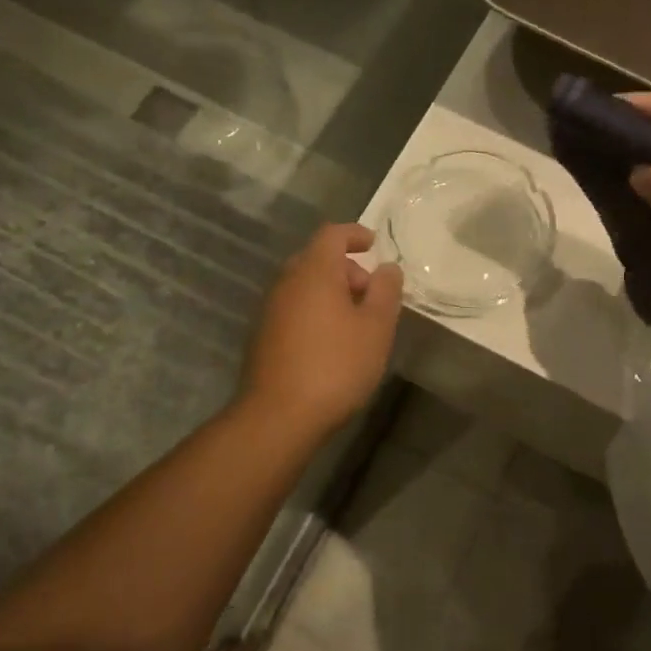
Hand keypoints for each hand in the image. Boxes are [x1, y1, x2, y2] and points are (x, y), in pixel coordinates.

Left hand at [240, 222, 402, 436]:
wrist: (279, 416)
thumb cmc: (336, 366)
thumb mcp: (376, 328)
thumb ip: (385, 292)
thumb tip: (387, 268)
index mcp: (314, 272)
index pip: (332, 234)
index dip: (355, 234)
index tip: (374, 244)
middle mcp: (286, 282)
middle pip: (317, 259)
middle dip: (347, 268)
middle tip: (371, 293)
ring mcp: (270, 310)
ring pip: (304, 285)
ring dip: (331, 292)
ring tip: (356, 323)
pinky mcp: (263, 336)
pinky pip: (294, 308)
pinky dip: (315, 311)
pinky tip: (331, 342)